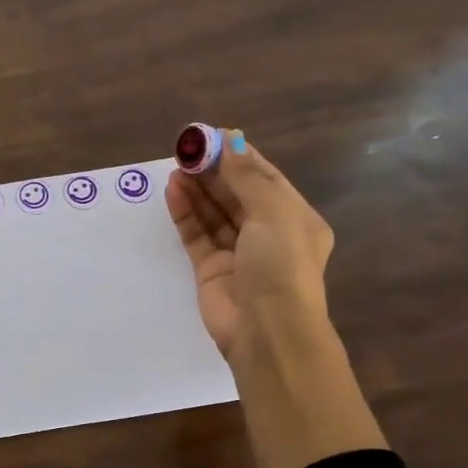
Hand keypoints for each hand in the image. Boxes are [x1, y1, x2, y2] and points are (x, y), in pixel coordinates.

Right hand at [165, 130, 335, 373]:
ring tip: (175, 165)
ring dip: (196, 188)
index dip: (237, 156)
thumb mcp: (273, 213)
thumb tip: (230, 141)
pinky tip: (172, 191)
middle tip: (185, 149)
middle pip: (236, 193)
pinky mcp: (210, 269)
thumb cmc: (281, 266)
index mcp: (294, 219)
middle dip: (213, 170)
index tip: (210, 136)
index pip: (264, 178)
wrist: (267, 332)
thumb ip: (247, 177)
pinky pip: (196, 234)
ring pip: (214, 213)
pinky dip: (185, 212)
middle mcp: (268, 234)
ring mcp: (237, 253)